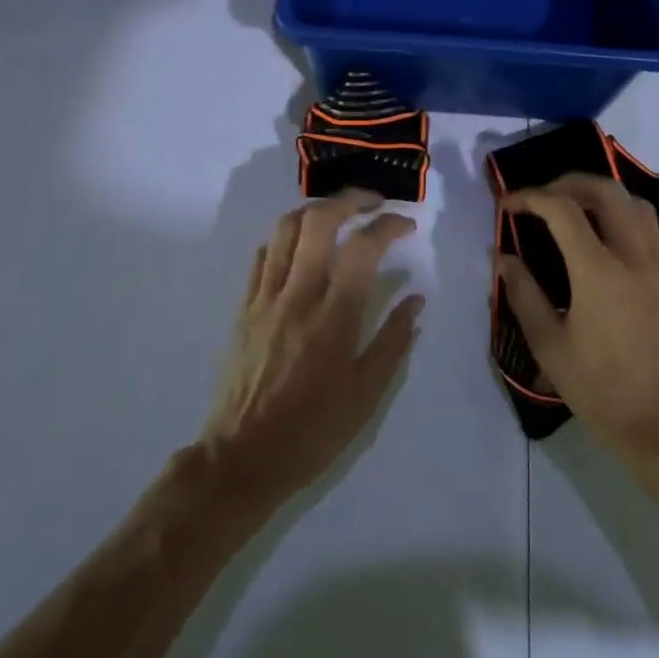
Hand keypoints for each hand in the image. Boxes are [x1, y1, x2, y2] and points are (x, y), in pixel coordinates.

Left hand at [201, 191, 424, 504]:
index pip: (363, 248)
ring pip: (285, 229)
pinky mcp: (244, 307)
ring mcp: (265, 298)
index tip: (406, 225)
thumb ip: (393, 341)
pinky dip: (285, 238)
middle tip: (372, 203)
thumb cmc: (313, 431)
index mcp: (334, 318)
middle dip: (349, 200)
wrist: (242, 458)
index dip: (388, 225)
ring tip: (338, 216)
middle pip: (318, 221)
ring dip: (315, 211)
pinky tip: (302, 247)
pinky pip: (262, 255)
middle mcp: (298, 296)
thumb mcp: (367, 395)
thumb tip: (416, 300)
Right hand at [500, 175, 658, 464]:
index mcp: (599, 270)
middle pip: (605, 190)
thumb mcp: (550, 346)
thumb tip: (503, 258)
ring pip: (634, 202)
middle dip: (567, 183)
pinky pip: (650, 225)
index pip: (562, 209)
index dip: (530, 197)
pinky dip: (623, 213)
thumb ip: (523, 294)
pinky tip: (605, 235)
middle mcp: (633, 255)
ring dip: (600, 194)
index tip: (507, 205)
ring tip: (572, 209)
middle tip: (540, 198)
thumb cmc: (601, 389)